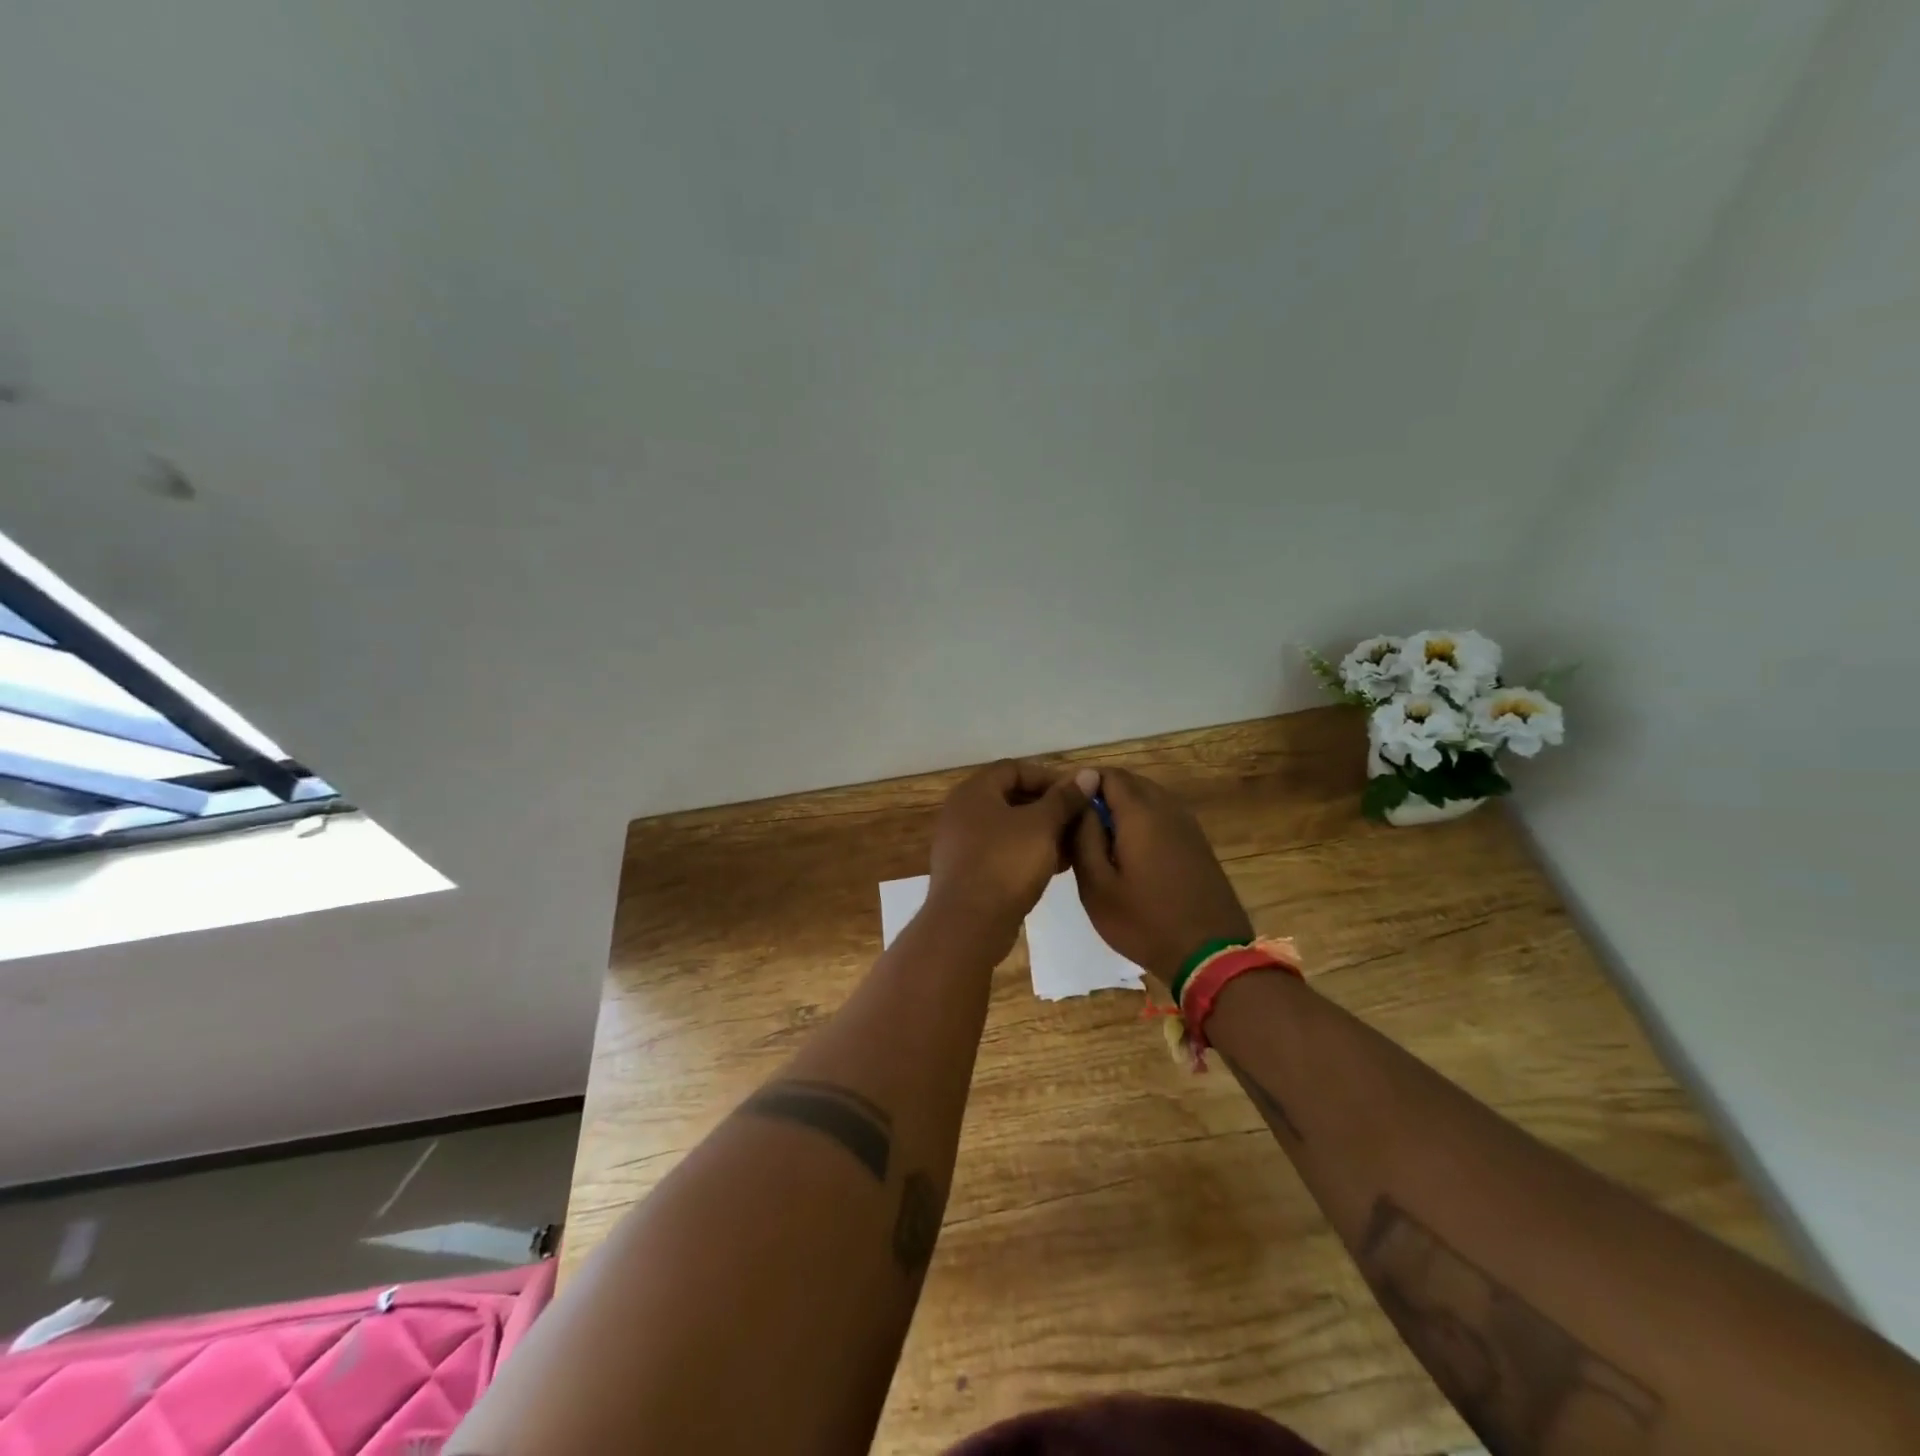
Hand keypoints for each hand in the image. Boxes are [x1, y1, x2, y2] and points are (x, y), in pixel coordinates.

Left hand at [928, 760, 1090, 940]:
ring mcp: (961, 844)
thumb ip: (1065, 798)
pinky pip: (1001, 852)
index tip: (1077, 794)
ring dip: (1041, 833)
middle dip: (1048, 808)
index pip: (1014, 769)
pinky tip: (1055, 867)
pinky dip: (1027, 853)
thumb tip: (1087, 774)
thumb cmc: (1006, 863)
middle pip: (1011, 798)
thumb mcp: (1042, 826)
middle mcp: (962, 812)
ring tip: (1073, 846)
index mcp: (974, 791)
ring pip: (1008, 828)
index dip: (1048, 777)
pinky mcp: (967, 872)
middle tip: (1078, 821)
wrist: (969, 924)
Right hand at [1069, 766, 1252, 982]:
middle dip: (1102, 795)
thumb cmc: (1144, 921)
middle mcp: (1167, 808)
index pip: (1108, 774)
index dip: (1082, 783)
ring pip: (1148, 798)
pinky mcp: (1197, 843)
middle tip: (1078, 826)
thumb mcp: (1097, 886)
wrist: (1210, 955)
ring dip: (1122, 809)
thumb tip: (1079, 802)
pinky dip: (1142, 822)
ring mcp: (1187, 825)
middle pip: (1130, 782)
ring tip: (1100, 841)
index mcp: (1140, 813)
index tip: (1065, 807)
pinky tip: (1130, 854)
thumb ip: (1083, 837)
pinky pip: (1163, 816)